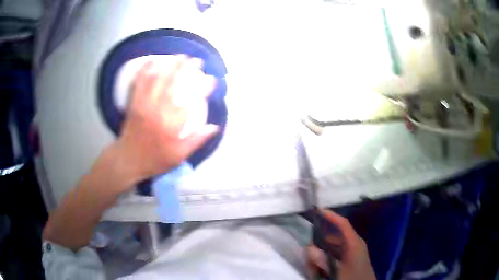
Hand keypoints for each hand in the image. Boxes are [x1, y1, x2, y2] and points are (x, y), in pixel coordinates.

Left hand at [113, 54, 218, 186]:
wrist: (128, 160)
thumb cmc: (155, 159)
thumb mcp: (178, 156)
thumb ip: (196, 140)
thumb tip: (214, 127)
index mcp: (171, 126)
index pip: (191, 102)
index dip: (203, 89)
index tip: (212, 80)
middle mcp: (158, 111)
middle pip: (173, 84)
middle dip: (186, 69)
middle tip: (197, 60)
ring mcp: (144, 105)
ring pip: (157, 79)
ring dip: (169, 65)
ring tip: (180, 55)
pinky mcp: (134, 103)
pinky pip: (139, 83)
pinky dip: (145, 70)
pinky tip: (152, 60)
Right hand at [307, 210, 375, 279]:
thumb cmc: (353, 277)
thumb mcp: (337, 270)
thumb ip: (322, 260)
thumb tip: (309, 248)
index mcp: (354, 243)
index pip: (343, 224)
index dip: (331, 216)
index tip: (317, 210)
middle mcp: (354, 244)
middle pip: (335, 237)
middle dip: (320, 241)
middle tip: (307, 249)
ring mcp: (353, 252)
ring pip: (333, 247)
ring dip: (322, 253)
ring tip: (313, 264)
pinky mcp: (350, 259)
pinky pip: (336, 255)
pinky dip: (327, 258)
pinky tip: (320, 268)